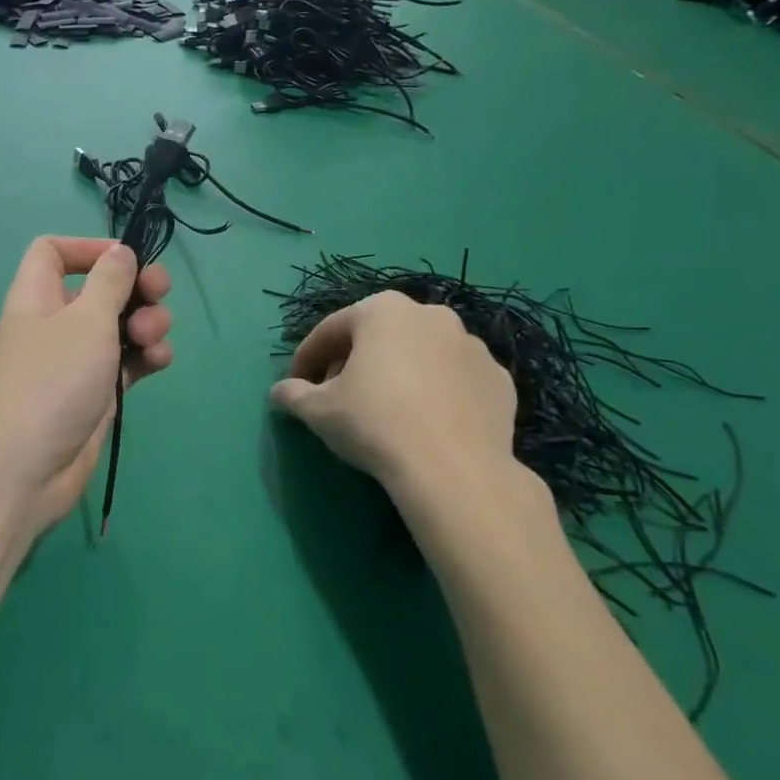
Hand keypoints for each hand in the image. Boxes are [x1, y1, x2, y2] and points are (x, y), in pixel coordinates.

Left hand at [0, 237, 173, 535]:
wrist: (24, 470)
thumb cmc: (52, 380)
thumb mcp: (86, 320)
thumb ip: (109, 281)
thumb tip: (120, 252)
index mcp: (39, 296)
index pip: (53, 252)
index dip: (87, 247)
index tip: (125, 259)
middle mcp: (56, 324)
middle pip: (99, 288)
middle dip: (135, 288)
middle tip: (159, 295)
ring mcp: (76, 362)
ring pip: (119, 327)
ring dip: (146, 324)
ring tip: (152, 339)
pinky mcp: (95, 394)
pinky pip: (126, 363)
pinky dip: (145, 358)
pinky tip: (159, 363)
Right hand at [270, 292, 542, 550]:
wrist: (454, 469)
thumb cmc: (375, 423)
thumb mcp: (318, 410)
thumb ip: (293, 394)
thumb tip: (279, 392)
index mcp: (383, 310)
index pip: (331, 329)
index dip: (307, 357)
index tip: (296, 384)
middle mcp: (430, 315)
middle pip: (378, 336)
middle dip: (354, 361)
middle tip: (338, 395)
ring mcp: (472, 346)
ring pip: (420, 354)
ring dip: (398, 373)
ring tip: (385, 410)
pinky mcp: (499, 379)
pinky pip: (454, 379)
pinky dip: (437, 392)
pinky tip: (425, 421)